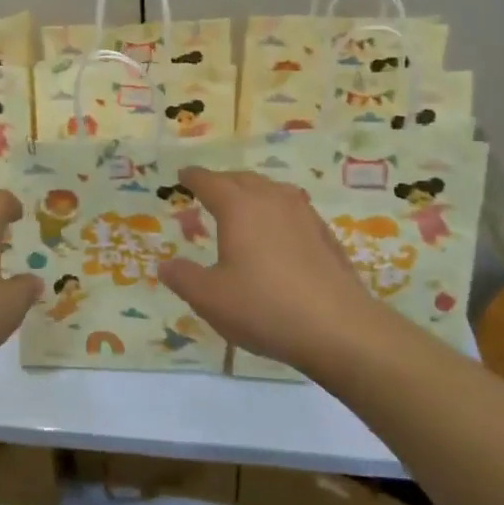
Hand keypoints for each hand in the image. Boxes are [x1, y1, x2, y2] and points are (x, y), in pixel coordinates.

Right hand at [157, 167, 385, 372]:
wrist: (338, 328)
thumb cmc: (264, 307)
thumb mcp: (210, 299)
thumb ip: (183, 278)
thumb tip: (165, 265)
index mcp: (238, 207)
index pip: (210, 182)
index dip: (193, 177)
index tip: (183, 176)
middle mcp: (271, 200)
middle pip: (242, 179)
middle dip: (222, 181)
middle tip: (208, 190)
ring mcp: (303, 214)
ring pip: (271, 190)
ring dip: (252, 192)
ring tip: (243, 206)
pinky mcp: (324, 235)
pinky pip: (293, 209)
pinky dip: (276, 211)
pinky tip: (278, 232)